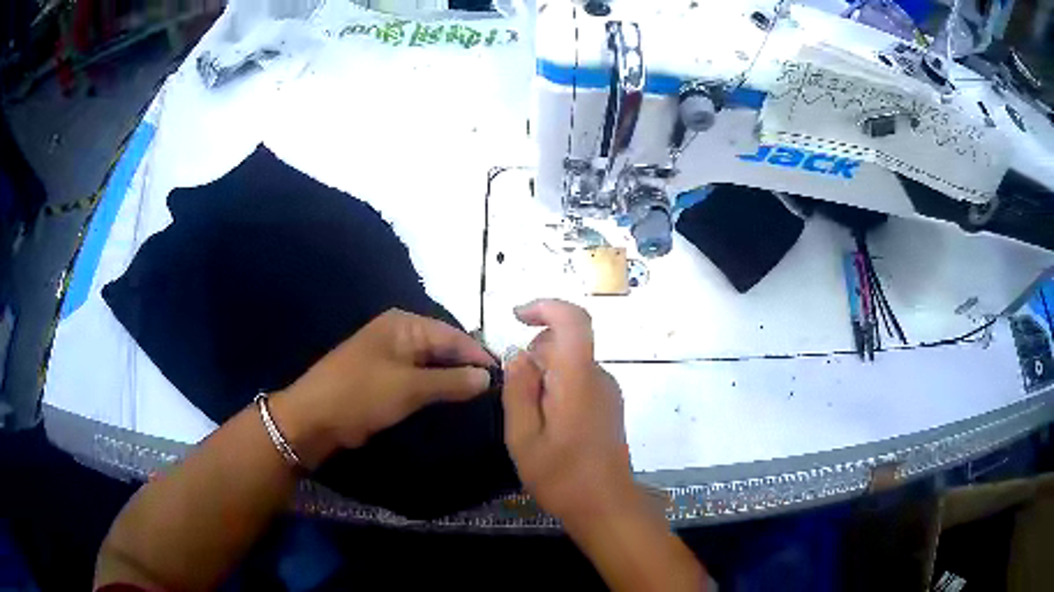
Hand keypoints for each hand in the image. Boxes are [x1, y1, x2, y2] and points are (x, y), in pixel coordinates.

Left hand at [271, 309, 494, 467]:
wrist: (315, 417)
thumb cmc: (362, 394)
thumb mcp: (410, 387)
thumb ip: (452, 381)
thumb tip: (488, 377)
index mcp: (404, 324)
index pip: (453, 335)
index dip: (479, 355)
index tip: (505, 377)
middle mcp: (399, 333)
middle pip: (443, 347)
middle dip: (467, 367)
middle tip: (496, 391)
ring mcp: (390, 355)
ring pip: (432, 364)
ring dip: (451, 379)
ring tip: (480, 399)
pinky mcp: (384, 376)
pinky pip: (418, 378)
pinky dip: (434, 388)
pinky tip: (451, 401)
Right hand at [502, 299, 635, 527]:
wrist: (605, 506)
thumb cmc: (561, 476)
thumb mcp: (523, 437)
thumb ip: (518, 390)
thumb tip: (518, 354)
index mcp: (578, 380)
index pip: (574, 321)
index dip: (546, 307)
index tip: (516, 317)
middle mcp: (599, 377)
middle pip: (565, 342)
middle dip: (535, 355)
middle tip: (518, 398)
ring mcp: (608, 391)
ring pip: (570, 362)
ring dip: (545, 376)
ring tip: (533, 419)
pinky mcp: (609, 404)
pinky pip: (579, 380)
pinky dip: (558, 388)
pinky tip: (549, 425)